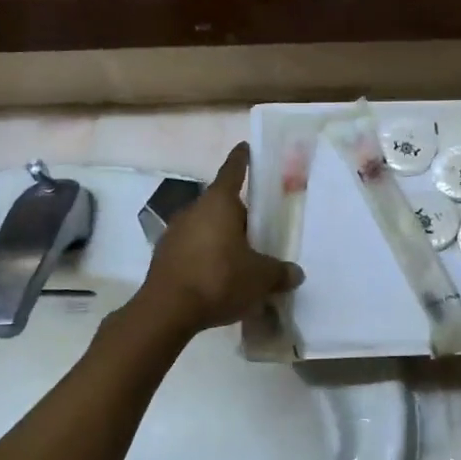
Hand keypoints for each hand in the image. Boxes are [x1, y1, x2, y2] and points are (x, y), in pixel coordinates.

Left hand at [135, 142, 303, 334]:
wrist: (166, 311)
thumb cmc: (219, 279)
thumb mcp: (260, 278)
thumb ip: (280, 272)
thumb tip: (296, 273)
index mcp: (219, 203)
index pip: (233, 171)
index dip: (242, 159)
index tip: (246, 148)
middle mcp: (194, 210)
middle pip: (221, 204)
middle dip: (240, 214)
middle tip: (260, 227)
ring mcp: (175, 232)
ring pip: (206, 226)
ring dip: (222, 237)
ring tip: (242, 257)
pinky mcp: (164, 256)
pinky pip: (193, 248)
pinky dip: (207, 256)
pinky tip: (219, 276)